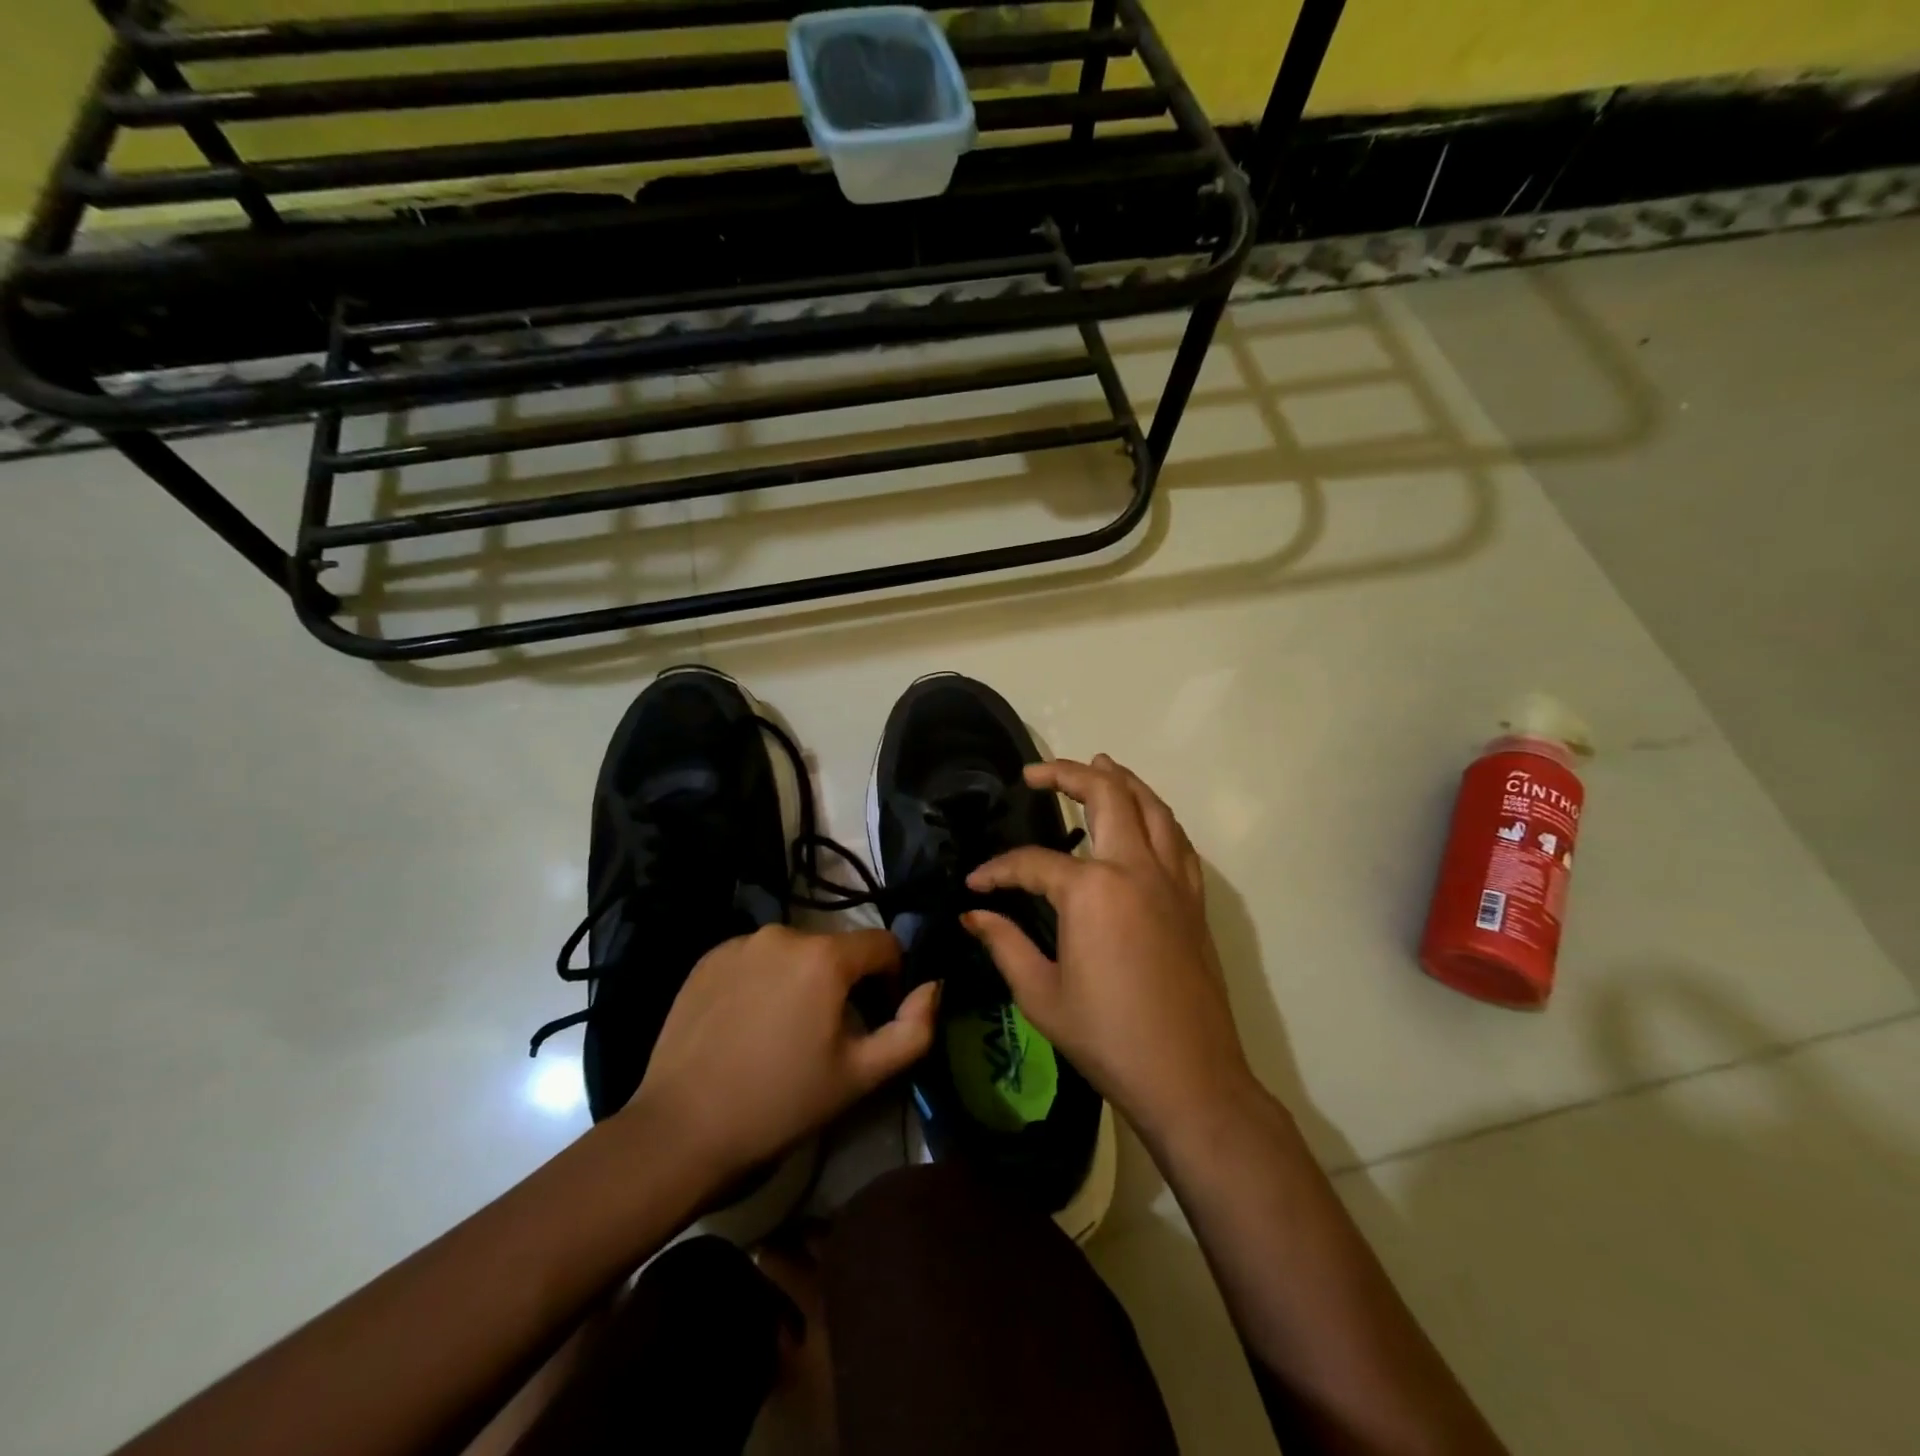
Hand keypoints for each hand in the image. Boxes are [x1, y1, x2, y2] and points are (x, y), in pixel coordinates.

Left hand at [624, 925, 936, 1185]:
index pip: (884, 945)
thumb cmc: (781, 1103)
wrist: (681, 1129)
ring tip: (785, 1031)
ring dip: (804, 980)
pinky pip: (756, 959)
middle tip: (828, 1034)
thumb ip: (914, 1029)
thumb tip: (935, 986)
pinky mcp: (707, 958)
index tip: (878, 1018)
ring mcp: (740, 943)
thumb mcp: (861, 1075)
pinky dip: (765, 980)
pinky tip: (749, 1024)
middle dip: (845, 983)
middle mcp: (784, 932)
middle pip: (837, 949)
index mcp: (825, 955)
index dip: (893, 979)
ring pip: (795, 953)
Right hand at [964, 755, 1254, 1140]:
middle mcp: (1135, 868)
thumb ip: (1003, 943)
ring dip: (1122, 780)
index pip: (1033, 862)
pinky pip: (1177, 839)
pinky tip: (1144, 820)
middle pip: (1106, 796)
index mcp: (1091, 890)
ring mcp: (1172, 880)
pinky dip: (1156, 816)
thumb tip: (972, 914)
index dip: (997, 870)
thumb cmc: (1107, 1036)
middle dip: (1068, 774)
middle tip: (1037, 772)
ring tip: (1099, 765)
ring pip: (1151, 807)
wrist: (1189, 1077)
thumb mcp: (1040, 994)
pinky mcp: (1194, 900)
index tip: (975, 884)